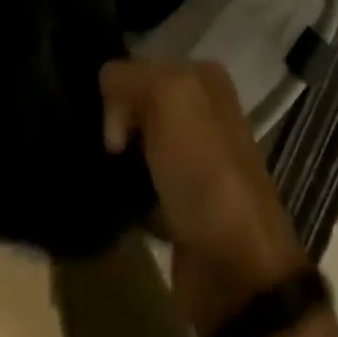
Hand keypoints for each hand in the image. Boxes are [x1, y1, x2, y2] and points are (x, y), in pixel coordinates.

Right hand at [100, 58, 309, 336]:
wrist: (235, 270)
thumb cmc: (204, 172)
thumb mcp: (168, 98)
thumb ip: (128, 78)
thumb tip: (108, 102)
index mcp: (204, 80)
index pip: (139, 66)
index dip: (118, 92)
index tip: (110, 128)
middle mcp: (202, 113)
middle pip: (137, 104)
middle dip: (116, 123)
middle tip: (107, 155)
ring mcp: (194, 160)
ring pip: (137, 143)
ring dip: (118, 160)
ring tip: (102, 177)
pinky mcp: (181, 203)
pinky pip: (139, 184)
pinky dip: (126, 193)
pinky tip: (116, 202)